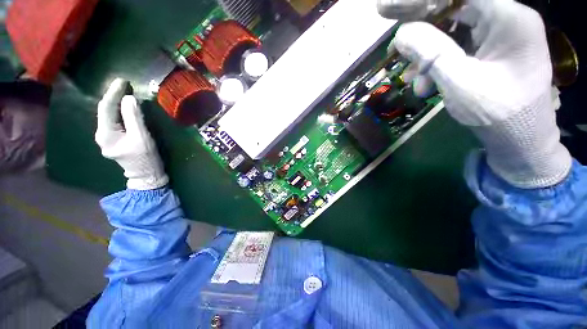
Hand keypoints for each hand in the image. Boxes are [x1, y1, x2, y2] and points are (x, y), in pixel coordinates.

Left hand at [95, 78, 168, 189]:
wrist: (146, 175)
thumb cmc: (146, 158)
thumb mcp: (142, 138)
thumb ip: (134, 118)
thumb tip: (129, 98)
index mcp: (106, 134)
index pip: (106, 108)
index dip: (114, 93)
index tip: (123, 81)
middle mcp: (101, 135)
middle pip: (105, 111)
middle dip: (114, 96)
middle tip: (125, 84)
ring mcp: (106, 138)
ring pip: (109, 116)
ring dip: (117, 103)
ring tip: (125, 92)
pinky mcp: (114, 140)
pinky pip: (114, 121)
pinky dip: (120, 112)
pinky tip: (125, 107)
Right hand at [383, 0, 570, 188]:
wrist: (520, 139)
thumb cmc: (498, 116)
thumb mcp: (461, 85)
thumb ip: (432, 55)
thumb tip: (401, 34)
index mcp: (508, 19)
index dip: (418, 0)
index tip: (387, 9)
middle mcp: (505, 17)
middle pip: (453, 6)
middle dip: (418, 23)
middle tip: (390, 34)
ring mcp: (498, 33)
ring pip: (451, 29)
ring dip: (426, 54)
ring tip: (413, 81)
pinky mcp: (490, 48)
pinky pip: (456, 46)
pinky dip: (436, 63)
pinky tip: (425, 85)